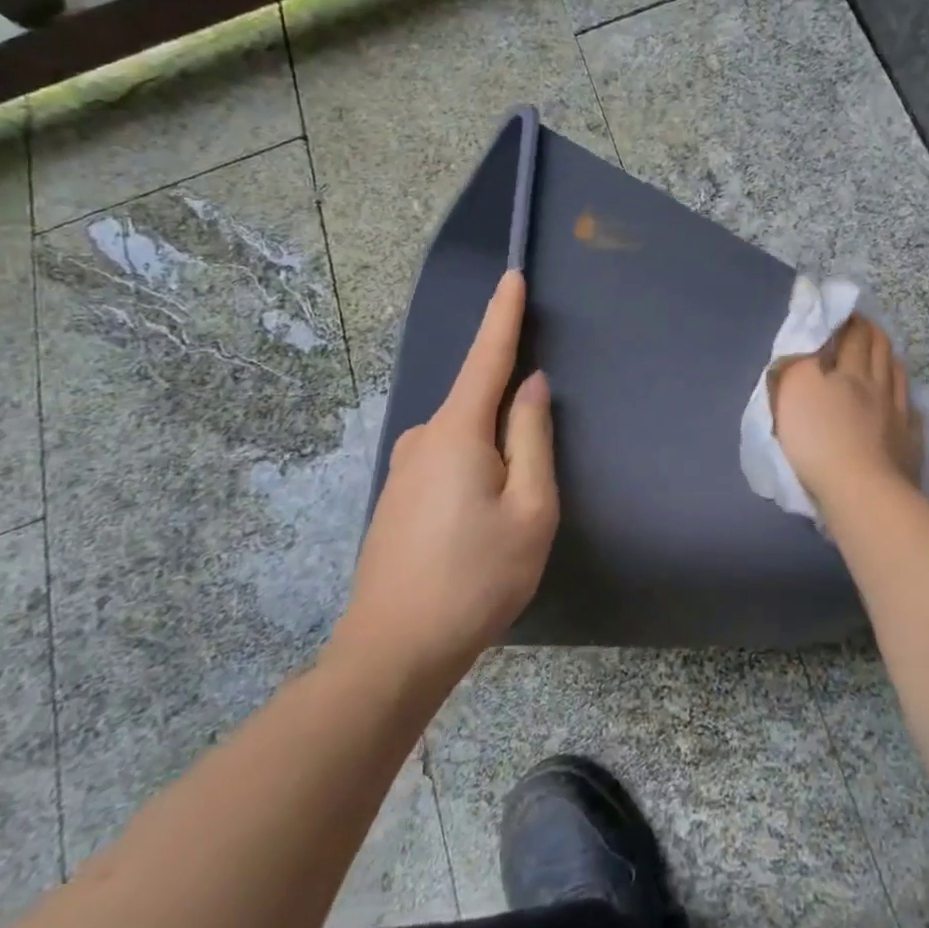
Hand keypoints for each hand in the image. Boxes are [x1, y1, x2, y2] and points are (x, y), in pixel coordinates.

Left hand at [331, 271, 557, 682]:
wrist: (395, 650)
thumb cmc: (477, 577)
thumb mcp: (530, 507)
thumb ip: (532, 437)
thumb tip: (530, 386)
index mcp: (456, 431)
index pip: (486, 358)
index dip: (503, 316)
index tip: (512, 278)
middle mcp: (422, 438)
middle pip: (476, 402)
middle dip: (510, 412)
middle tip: (533, 474)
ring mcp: (403, 469)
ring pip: (463, 440)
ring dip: (492, 454)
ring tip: (507, 516)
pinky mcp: (396, 498)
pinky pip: (446, 464)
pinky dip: (472, 472)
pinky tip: (477, 523)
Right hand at [772, 314, 922, 513]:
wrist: (860, 490)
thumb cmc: (818, 438)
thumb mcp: (793, 390)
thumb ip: (798, 358)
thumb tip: (808, 333)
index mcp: (848, 372)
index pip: (851, 336)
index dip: (848, 320)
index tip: (843, 310)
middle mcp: (877, 386)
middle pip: (879, 351)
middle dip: (871, 333)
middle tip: (864, 324)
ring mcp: (897, 415)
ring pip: (897, 377)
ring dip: (890, 359)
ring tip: (884, 353)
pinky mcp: (908, 444)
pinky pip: (910, 413)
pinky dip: (905, 400)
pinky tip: (904, 403)